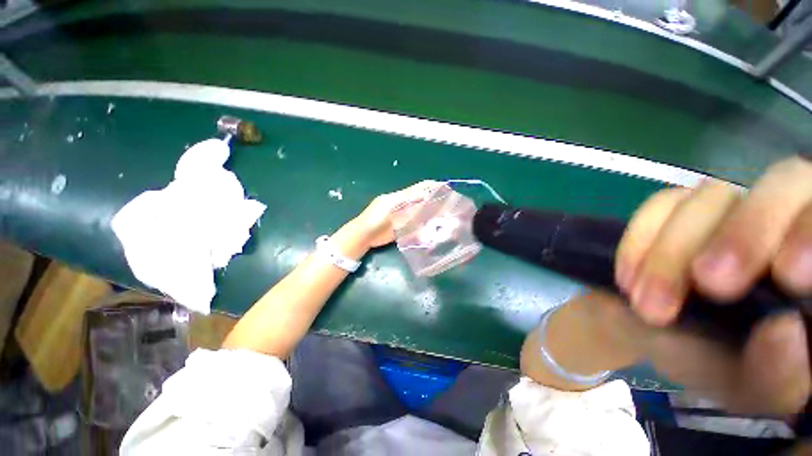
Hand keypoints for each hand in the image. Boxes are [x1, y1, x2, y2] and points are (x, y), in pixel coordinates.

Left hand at [354, 181, 440, 247]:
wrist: (364, 235)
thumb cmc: (375, 217)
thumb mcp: (391, 205)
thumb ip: (407, 200)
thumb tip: (424, 195)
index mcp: (399, 197)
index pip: (417, 189)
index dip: (430, 186)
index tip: (444, 186)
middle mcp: (403, 206)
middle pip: (421, 200)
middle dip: (433, 200)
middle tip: (448, 203)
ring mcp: (403, 218)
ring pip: (420, 213)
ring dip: (431, 213)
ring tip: (445, 214)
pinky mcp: (403, 229)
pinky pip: (417, 225)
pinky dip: (425, 225)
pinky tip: (433, 226)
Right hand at [611, 155, 811, 414]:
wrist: (647, 327)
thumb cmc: (710, 361)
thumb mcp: (745, 386)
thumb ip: (774, 376)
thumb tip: (787, 333)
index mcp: (808, 262)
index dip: (811, 232)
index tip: (788, 276)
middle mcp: (779, 219)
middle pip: (781, 184)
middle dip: (745, 233)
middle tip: (708, 283)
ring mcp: (723, 207)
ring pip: (709, 197)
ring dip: (672, 252)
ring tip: (647, 302)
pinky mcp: (673, 207)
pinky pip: (657, 206)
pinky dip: (640, 241)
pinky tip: (628, 278)